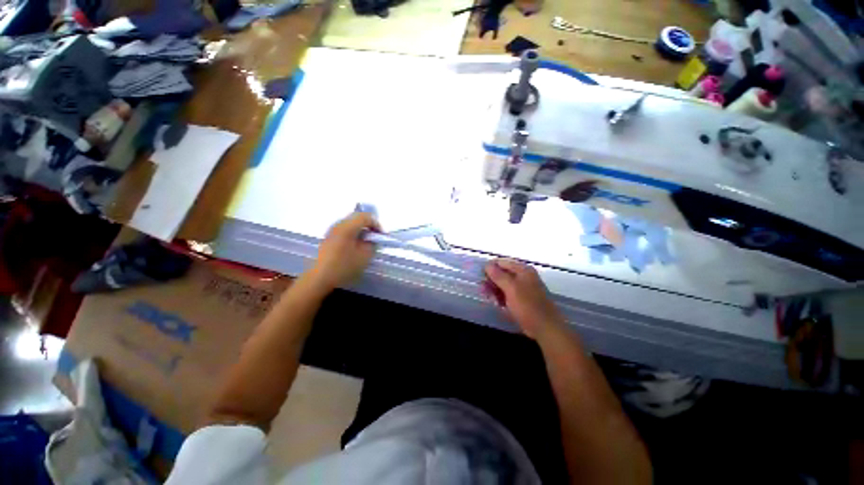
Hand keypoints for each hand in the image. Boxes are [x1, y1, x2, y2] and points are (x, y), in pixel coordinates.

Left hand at [308, 212, 379, 290]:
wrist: (320, 277)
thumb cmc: (344, 266)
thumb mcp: (364, 256)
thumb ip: (372, 245)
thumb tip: (372, 240)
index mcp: (348, 227)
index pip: (366, 216)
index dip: (376, 224)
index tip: (381, 236)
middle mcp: (339, 225)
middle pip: (357, 217)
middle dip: (369, 225)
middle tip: (375, 237)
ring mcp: (332, 231)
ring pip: (350, 223)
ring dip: (361, 229)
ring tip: (366, 242)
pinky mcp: (328, 238)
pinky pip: (344, 230)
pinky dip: (353, 234)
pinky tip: (355, 246)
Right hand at [483, 259, 564, 339]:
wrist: (545, 328)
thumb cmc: (527, 305)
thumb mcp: (511, 288)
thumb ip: (498, 275)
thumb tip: (487, 264)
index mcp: (523, 270)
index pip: (502, 262)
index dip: (490, 267)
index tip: (480, 277)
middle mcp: (523, 276)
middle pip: (502, 273)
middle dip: (491, 280)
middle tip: (483, 290)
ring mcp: (524, 288)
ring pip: (504, 284)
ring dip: (495, 290)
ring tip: (489, 298)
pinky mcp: (523, 299)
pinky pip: (508, 294)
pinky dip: (501, 297)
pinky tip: (497, 303)